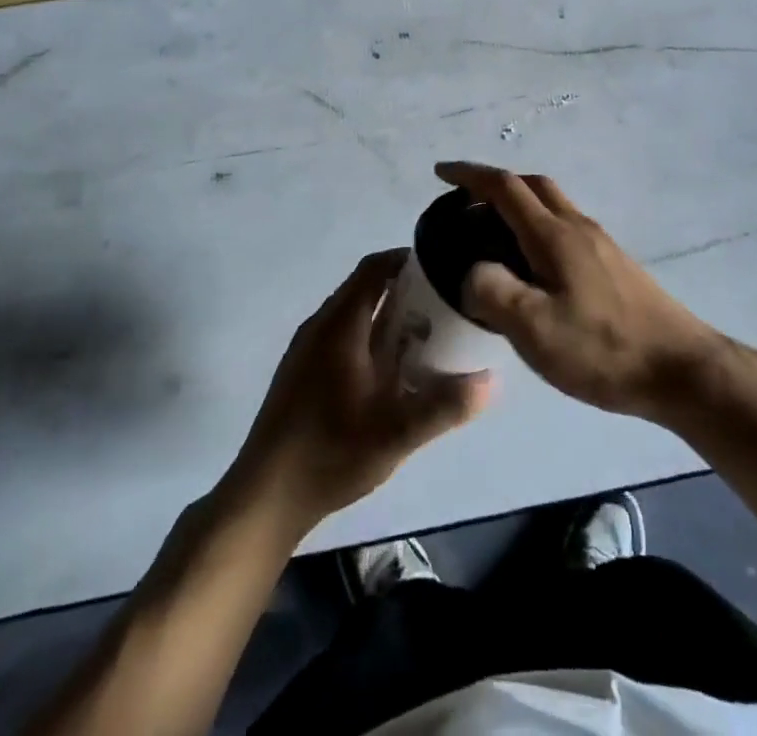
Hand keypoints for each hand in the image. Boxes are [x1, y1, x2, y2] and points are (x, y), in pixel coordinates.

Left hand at [228, 249, 491, 532]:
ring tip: (423, 337)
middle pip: (365, 288)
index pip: (374, 268)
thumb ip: (444, 405)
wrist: (264, 497)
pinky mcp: (300, 371)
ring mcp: (305, 348)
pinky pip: (340, 335)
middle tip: (443, 308)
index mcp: (340, 325)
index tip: (442, 270)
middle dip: (404, 290)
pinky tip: (387, 372)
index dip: (406, 260)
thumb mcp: (395, 433)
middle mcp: (320, 325)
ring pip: (352, 313)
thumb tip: (492, 380)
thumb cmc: (330, 453)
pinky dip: (368, 336)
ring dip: (386, 315)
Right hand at [439, 161, 727, 421]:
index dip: (470, 175)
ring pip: (552, 206)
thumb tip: (473, 271)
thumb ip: (493, 292)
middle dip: (496, 184)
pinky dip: (538, 228)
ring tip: (493, 238)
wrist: (681, 369)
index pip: (505, 187)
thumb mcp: (534, 329)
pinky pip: (565, 228)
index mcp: (553, 235)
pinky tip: (534, 269)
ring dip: (519, 206)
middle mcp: (577, 227)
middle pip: (533, 186)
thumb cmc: (603, 348)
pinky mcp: (614, 265)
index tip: (441, 173)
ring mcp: (600, 244)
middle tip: (466, 205)